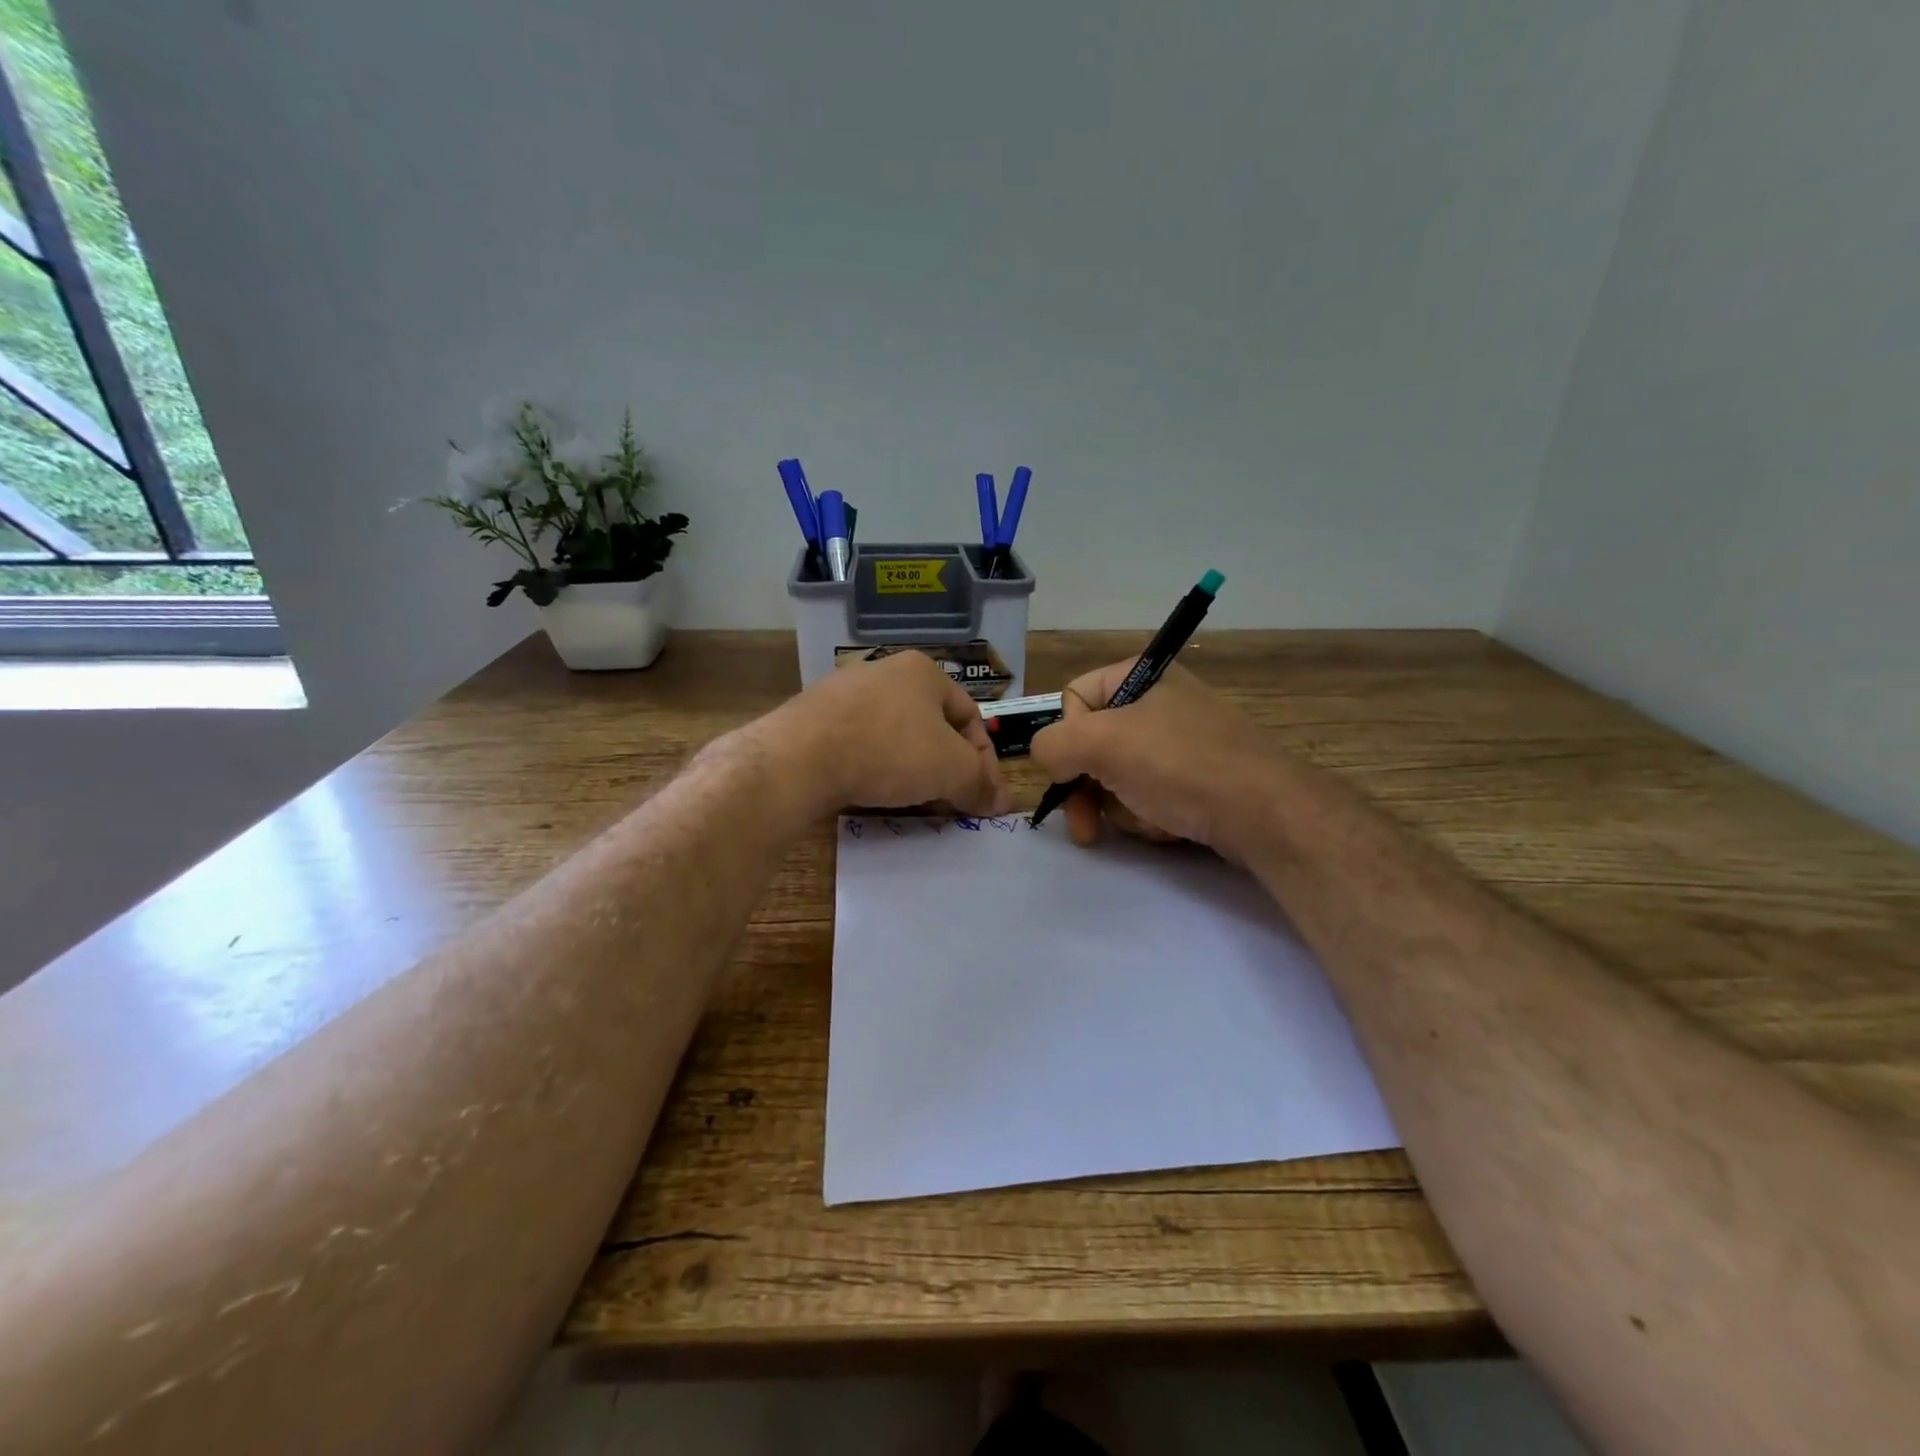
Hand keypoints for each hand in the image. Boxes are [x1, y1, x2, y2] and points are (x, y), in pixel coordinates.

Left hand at [771, 650, 1009, 817]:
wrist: (799, 758)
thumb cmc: (888, 750)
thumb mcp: (950, 769)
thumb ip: (980, 784)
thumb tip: (1001, 802)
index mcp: (923, 671)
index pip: (970, 716)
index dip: (984, 759)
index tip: (983, 797)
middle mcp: (884, 672)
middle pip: (932, 727)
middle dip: (946, 768)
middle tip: (951, 803)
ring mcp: (844, 694)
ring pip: (895, 738)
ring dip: (912, 772)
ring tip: (914, 805)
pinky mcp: (814, 720)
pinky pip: (860, 746)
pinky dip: (875, 770)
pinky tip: (874, 795)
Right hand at [1028, 660, 1278, 856]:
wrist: (1266, 814)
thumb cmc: (1180, 766)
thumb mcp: (1103, 744)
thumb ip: (1052, 744)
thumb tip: (1046, 759)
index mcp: (1142, 676)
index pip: (1074, 698)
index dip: (1068, 738)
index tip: (1075, 770)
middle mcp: (1162, 702)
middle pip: (1094, 744)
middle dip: (1089, 788)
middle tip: (1086, 826)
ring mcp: (1182, 742)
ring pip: (1118, 776)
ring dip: (1120, 806)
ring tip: (1148, 821)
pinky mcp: (1198, 778)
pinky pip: (1150, 794)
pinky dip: (1150, 815)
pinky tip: (1169, 826)